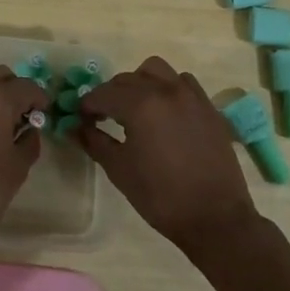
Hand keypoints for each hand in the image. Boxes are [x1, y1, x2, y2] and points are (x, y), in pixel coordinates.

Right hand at [77, 56, 261, 258]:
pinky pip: (183, 83)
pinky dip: (168, 88)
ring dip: (140, 83)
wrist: (215, 218)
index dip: (87, 105)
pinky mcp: (208, 108)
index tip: (81, 118)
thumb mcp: (119, 170)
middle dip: (110, 94)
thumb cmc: (160, 196)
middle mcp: (166, 91)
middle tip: (102, 116)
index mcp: (140, 105)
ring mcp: (191, 96)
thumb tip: (74, 127)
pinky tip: (165, 112)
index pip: (103, 94)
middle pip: (128, 79)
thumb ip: (94, 141)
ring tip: (135, 107)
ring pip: (157, 71)